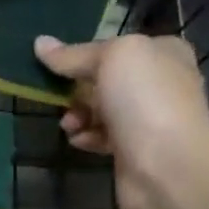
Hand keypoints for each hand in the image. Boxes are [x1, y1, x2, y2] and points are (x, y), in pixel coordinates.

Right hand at [34, 33, 208, 208]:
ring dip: (78, 115)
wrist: (168, 165)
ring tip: (69, 125)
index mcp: (163, 53)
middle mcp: (160, 82)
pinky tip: (80, 141)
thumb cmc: (145, 100)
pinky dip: (87, 137)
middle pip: (104, 79)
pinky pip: (102, 136)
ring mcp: (149, 117)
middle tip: (60, 99)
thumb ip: (74, 54)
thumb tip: (40, 43)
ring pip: (100, 109)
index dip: (83, 55)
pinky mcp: (136, 149)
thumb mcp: (111, 59)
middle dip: (77, 89)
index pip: (114, 47)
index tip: (55, 67)